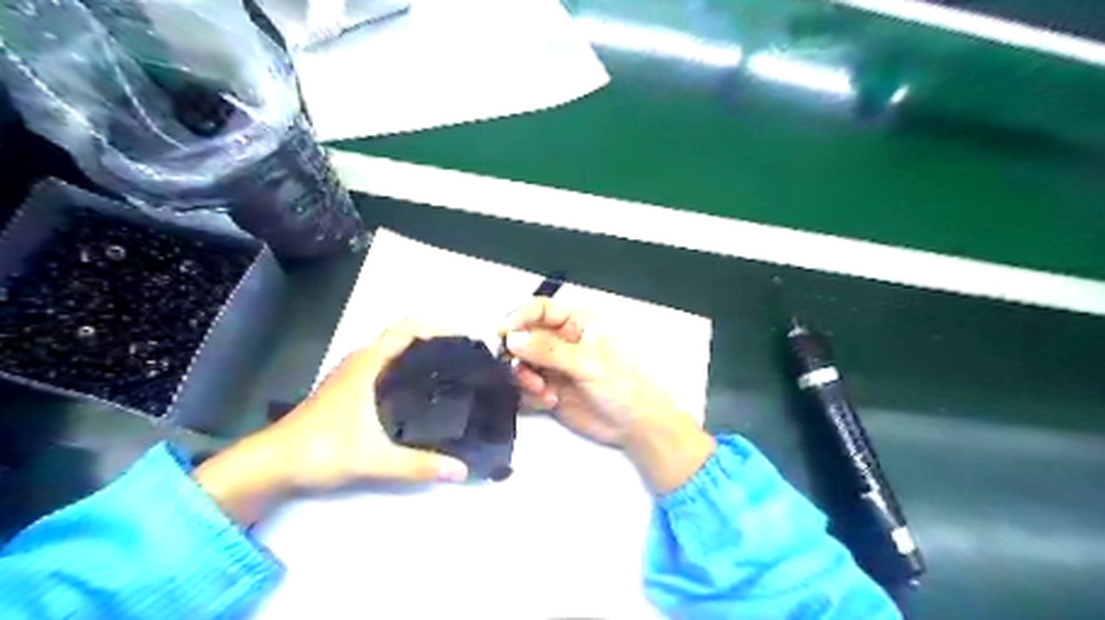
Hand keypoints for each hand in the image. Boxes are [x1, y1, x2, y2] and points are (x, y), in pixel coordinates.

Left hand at [195, 317, 466, 524]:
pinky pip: (384, 364)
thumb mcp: (374, 459)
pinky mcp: (347, 387)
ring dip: (418, 352)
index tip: (465, 338)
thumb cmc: (320, 451)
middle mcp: (361, 361)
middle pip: (402, 336)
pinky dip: (404, 365)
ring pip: (391, 350)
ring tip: (450, 368)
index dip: (437, 327)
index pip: (407, 330)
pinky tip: (419, 388)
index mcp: (368, 364)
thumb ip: (418, 465)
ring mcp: (351, 373)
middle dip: (434, 339)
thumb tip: (461, 470)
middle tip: (465, 357)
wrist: (270, 464)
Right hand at [504, 301, 716, 494]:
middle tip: (522, 370)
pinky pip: (524, 388)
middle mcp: (559, 342)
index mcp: (575, 324)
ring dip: (523, 378)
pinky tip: (548, 402)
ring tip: (542, 390)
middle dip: (517, 354)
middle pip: (522, 337)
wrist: (635, 424)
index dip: (519, 318)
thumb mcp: (588, 363)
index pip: (539, 310)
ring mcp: (552, 366)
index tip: (504, 335)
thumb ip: (549, 350)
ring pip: (520, 364)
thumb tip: (513, 339)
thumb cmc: (622, 384)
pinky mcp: (548, 389)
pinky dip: (529, 395)